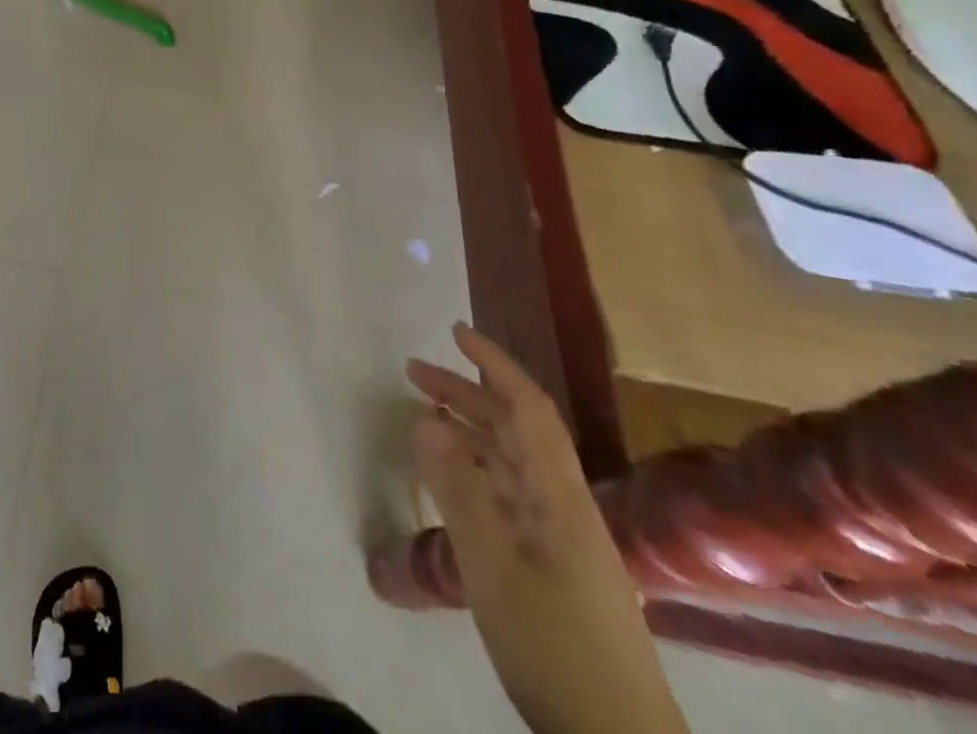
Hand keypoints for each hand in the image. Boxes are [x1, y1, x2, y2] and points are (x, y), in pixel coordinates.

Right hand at [407, 322, 608, 583]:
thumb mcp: (493, 565)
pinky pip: (508, 495)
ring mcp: (561, 537)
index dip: (494, 364)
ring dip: (468, 430)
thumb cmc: (554, 644)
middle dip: (466, 392)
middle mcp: (563, 504)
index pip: (527, 409)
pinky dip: (474, 471)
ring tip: (423, 414)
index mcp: (559, 495)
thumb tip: (426, 419)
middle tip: (413, 372)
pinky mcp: (553, 565)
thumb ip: (458, 489)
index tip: (454, 332)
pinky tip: (450, 479)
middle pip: (515, 430)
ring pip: (511, 462)